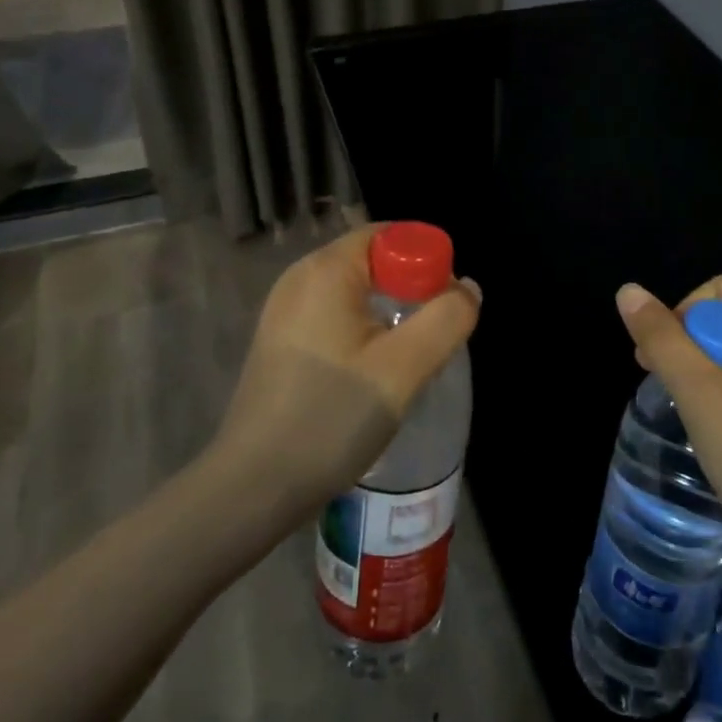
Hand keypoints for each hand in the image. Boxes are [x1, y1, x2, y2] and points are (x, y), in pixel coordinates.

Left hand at [212, 225, 479, 524]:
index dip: (427, 260)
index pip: (389, 235)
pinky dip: (364, 330)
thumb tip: (467, 289)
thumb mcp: (403, 368)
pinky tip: (374, 372)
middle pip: (373, 261)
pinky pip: (335, 316)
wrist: (254, 486)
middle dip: (412, 289)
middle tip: (435, 334)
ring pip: (356, 292)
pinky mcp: (281, 341)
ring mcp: (285, 310)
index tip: (446, 305)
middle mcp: (300, 278)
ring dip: (390, 313)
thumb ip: (447, 319)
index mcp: (326, 269)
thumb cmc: (331, 417)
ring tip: (410, 358)